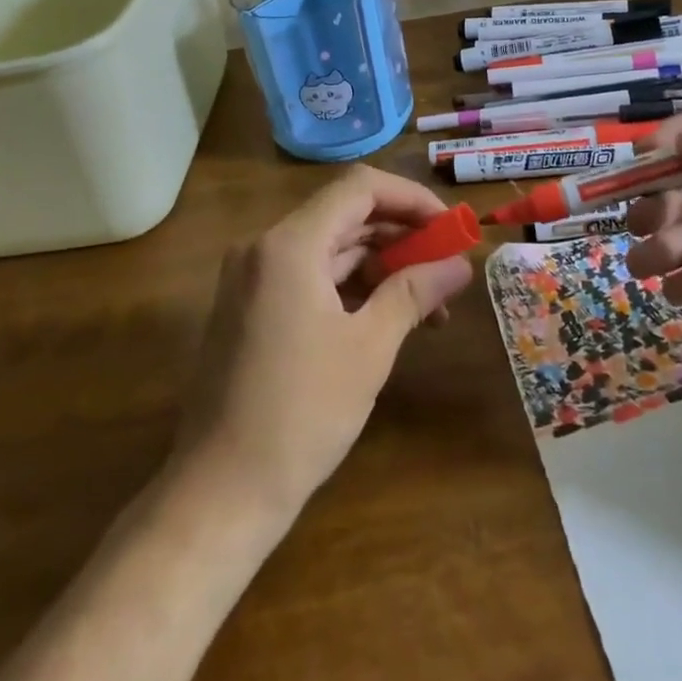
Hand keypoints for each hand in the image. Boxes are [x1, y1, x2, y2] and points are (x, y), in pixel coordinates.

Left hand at [173, 167, 474, 517]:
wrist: (220, 492)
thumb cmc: (301, 414)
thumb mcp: (369, 348)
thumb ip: (415, 292)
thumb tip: (460, 264)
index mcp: (290, 244)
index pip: (360, 188)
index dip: (411, 199)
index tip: (451, 228)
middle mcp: (265, 247)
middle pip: (346, 216)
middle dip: (402, 237)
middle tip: (448, 268)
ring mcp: (254, 277)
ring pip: (331, 248)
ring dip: (382, 267)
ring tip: (431, 305)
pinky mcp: (252, 306)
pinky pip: (311, 277)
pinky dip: (352, 288)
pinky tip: (389, 317)